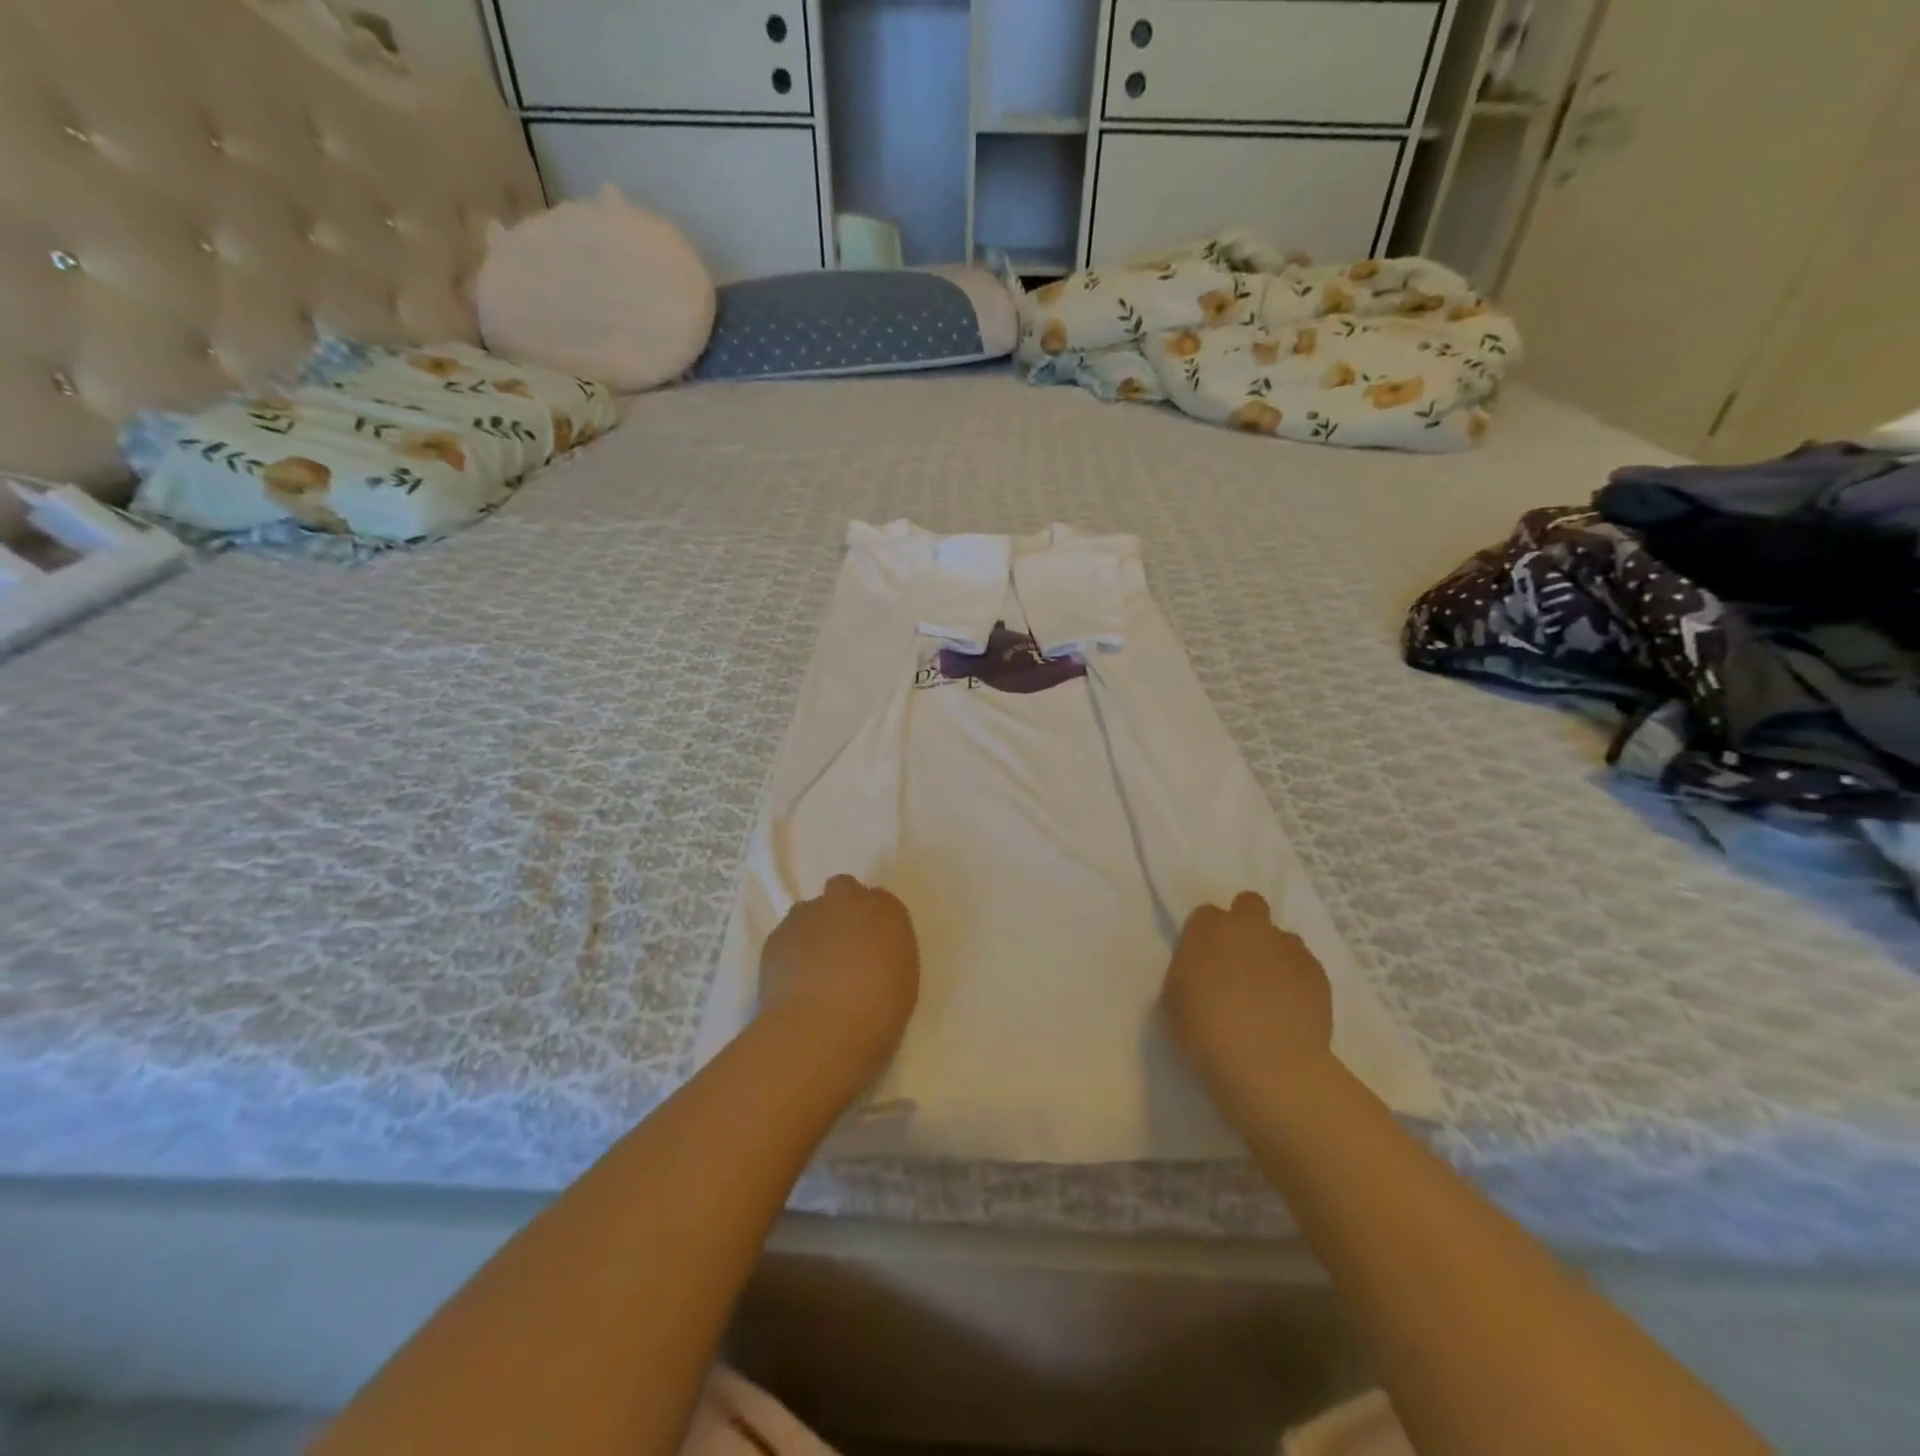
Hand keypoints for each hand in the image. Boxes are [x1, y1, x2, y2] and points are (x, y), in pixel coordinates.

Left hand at [758, 875, 920, 1076]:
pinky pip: (787, 935)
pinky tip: (793, 981)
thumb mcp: (902, 981)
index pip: (881, 901)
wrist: (821, 1030)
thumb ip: (886, 953)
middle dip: (842, 910)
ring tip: (812, 969)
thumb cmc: (877, 1012)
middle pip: (843, 890)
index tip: (871, 945)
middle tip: (842, 948)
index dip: (873, 922)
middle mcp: (847, 900)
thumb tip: (870, 953)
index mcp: (887, 911)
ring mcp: (807, 914)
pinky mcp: (777, 935)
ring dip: (814, 929)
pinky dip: (790, 951)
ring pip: (810, 911)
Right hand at [1162, 891, 1332, 1078]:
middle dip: (1245, 924)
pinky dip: (1297, 980)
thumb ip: (1188, 973)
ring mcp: (1287, 947)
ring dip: (1274, 954)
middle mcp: (1249, 926)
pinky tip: (1291, 1009)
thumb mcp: (1174, 1000)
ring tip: (1270, 992)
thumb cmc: (1206, 1031)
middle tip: (1239, 962)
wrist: (1269, 1064)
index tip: (1204, 961)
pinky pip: (1305, 966)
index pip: (1205, 915)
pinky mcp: (1318, 973)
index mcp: (1208, 929)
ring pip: (1282, 937)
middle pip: (1249, 905)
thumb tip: (1201, 972)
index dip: (1205, 936)